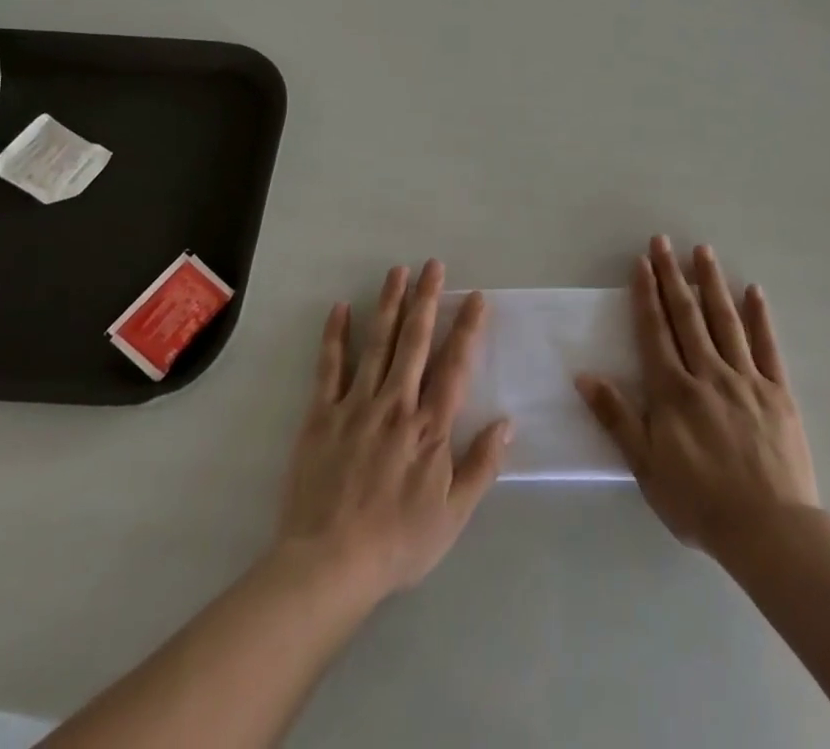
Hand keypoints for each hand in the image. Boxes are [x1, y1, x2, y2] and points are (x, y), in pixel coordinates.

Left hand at [275, 260, 509, 603]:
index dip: (468, 329)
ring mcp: (357, 405)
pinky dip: (335, 336)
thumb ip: (481, 466)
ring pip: (378, 343)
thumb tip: (507, 422)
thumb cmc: (398, 542)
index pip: (455, 366)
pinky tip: (340, 308)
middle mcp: (397, 404)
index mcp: (430, 427)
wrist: (329, 565)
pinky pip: (330, 367)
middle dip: (427, 299)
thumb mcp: (453, 515)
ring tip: (397, 271)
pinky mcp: (322, 415)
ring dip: (389, 304)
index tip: (476, 297)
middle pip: (416, 341)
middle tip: (434, 265)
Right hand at [577, 235, 817, 556]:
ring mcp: (746, 379)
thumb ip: (617, 418)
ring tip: (703, 251)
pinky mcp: (778, 392)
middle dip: (673, 276)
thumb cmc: (700, 502)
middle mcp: (708, 374)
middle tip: (664, 241)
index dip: (646, 295)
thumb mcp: (646, 466)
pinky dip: (760, 317)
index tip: (641, 262)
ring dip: (712, 283)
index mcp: (674, 391)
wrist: (769, 532)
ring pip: (725, 321)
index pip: (655, 331)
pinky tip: (754, 291)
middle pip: (687, 316)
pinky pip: (767, 347)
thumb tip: (584, 375)